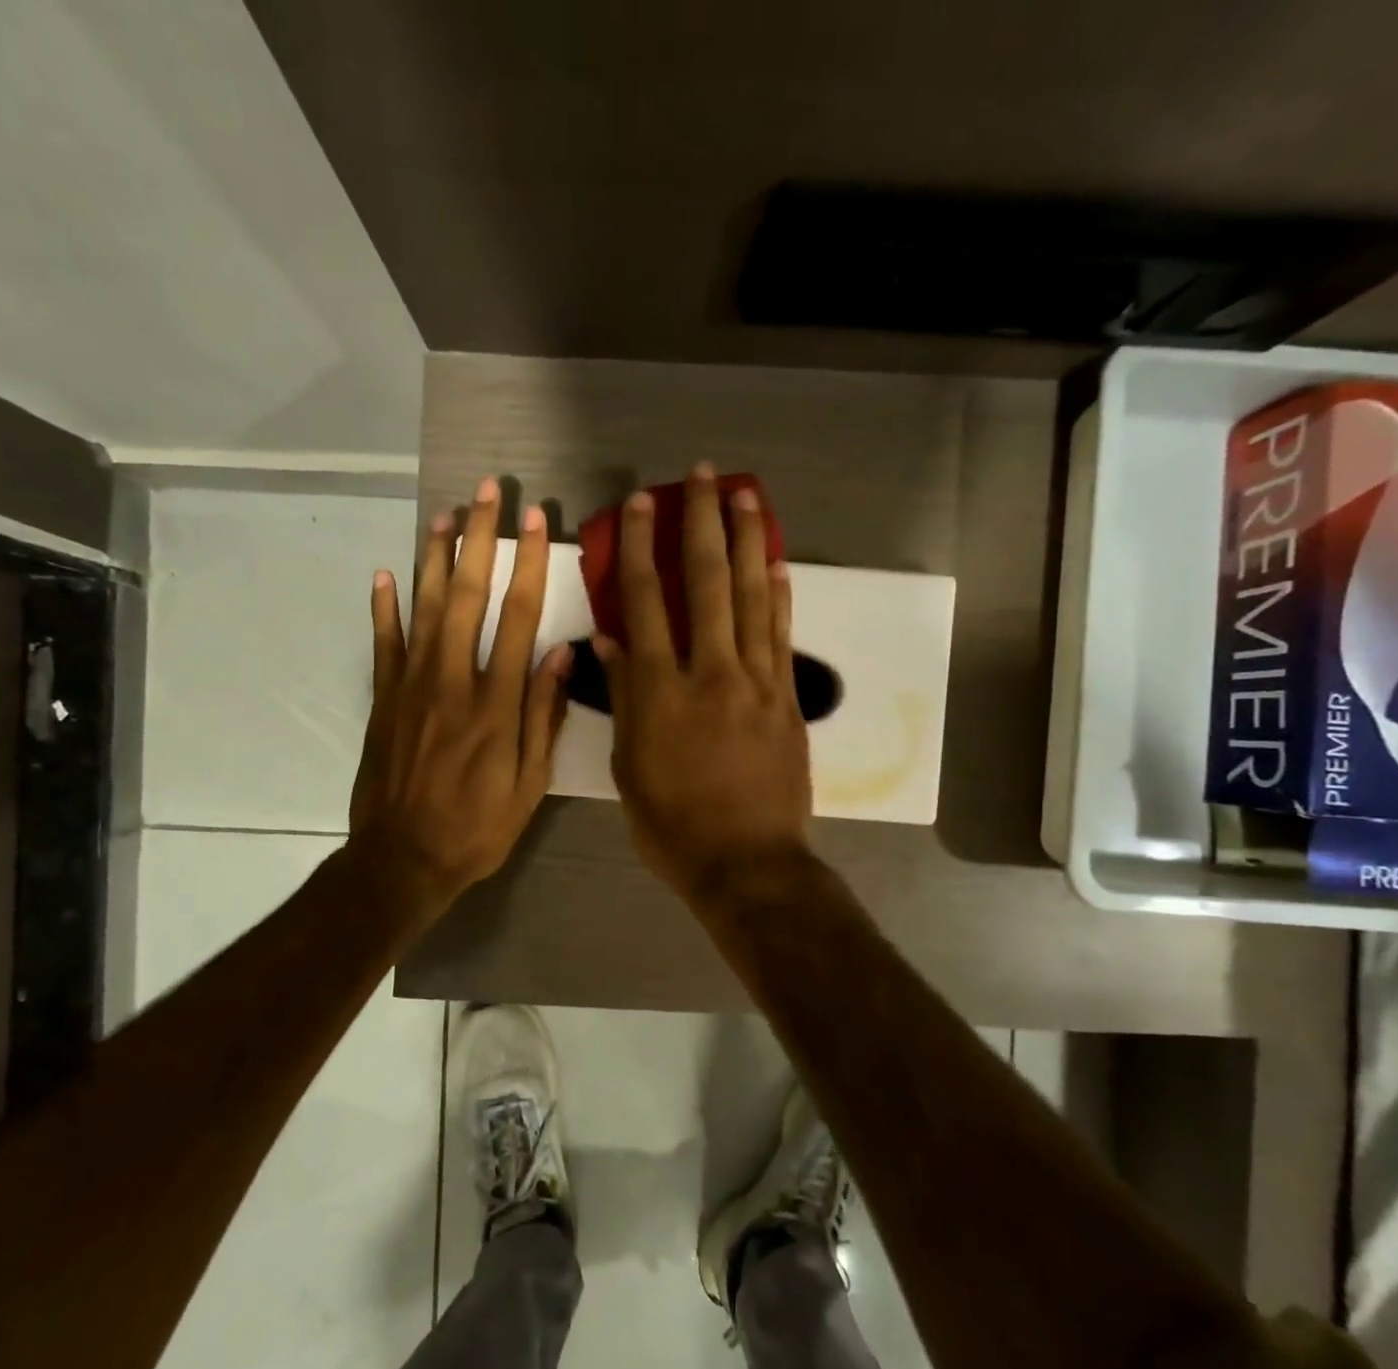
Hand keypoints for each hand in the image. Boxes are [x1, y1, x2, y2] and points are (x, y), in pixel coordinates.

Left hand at [349, 479, 570, 912]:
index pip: (518, 617)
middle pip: (466, 596)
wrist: (403, 860)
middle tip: (486, 492)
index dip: (529, 565)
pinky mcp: (383, 700)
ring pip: (422, 607)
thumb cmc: (477, 828)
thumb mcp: (530, 785)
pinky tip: (384, 573)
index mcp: (496, 703)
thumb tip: (563, 654)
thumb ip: (544, 717)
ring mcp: (411, 687)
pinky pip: (383, 644)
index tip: (538, 522)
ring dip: (433, 557)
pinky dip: (382, 607)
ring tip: (443, 514)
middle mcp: (452, 681)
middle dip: (479, 539)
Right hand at [596, 463, 811, 903]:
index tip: (640, 504)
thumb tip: (610, 643)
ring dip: (747, 542)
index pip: (645, 603)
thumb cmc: (673, 826)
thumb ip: (624, 700)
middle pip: (705, 583)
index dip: (641, 547)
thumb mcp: (630, 769)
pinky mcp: (787, 698)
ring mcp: (756, 682)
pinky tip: (777, 563)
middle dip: (700, 523)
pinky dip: (780, 596)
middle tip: (702, 475)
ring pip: (752, 598)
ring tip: (745, 496)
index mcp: (660, 691)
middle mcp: (710, 672)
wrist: (747, 864)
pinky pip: (782, 636)